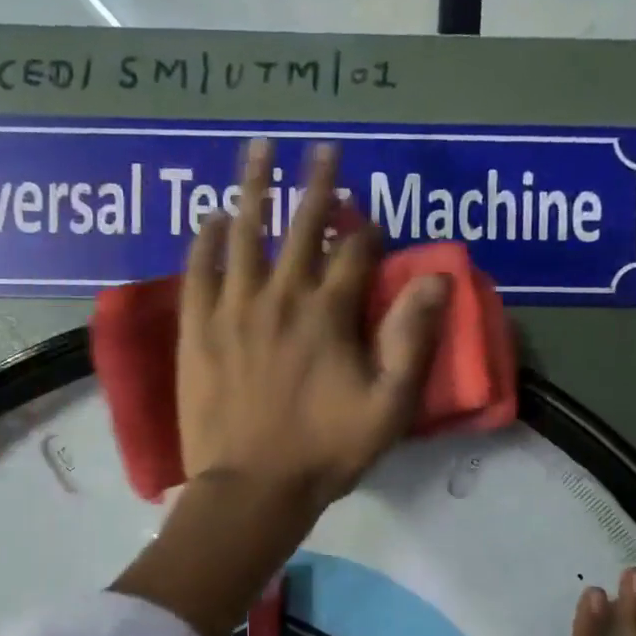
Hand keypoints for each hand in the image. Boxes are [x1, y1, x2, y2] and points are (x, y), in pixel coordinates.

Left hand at [111, 139, 447, 635]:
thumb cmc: (325, 453)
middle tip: (324, 149)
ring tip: (260, 147)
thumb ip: (413, 341)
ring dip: (255, 187)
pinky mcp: (197, 328)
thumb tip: (438, 280)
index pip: (355, 253)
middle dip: (319, 185)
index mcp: (329, 314)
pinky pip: (199, 270)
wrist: (251, 488)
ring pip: (245, 232)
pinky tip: (210, 217)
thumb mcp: (388, 407)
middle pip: (303, 226)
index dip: (368, 231)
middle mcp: (281, 296)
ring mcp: (233, 308)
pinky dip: (205, 239)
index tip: (371, 219)